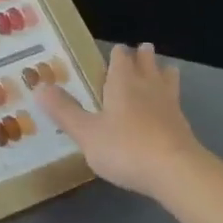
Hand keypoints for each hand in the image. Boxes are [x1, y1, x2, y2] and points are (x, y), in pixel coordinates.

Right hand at [38, 42, 203, 199]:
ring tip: (163, 70)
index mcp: (123, 82)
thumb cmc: (125, 148)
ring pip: (167, 79)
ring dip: (163, 72)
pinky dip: (170, 99)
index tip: (112, 51)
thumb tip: (38, 86)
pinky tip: (168, 108)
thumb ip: (64, 110)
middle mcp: (148, 87)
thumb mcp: (86, 132)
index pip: (121, 58)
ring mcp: (169, 105)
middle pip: (147, 63)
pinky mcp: (183, 126)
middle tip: (141, 49)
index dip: (116, 53)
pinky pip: (176, 102)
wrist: (176, 172)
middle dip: (143, 56)